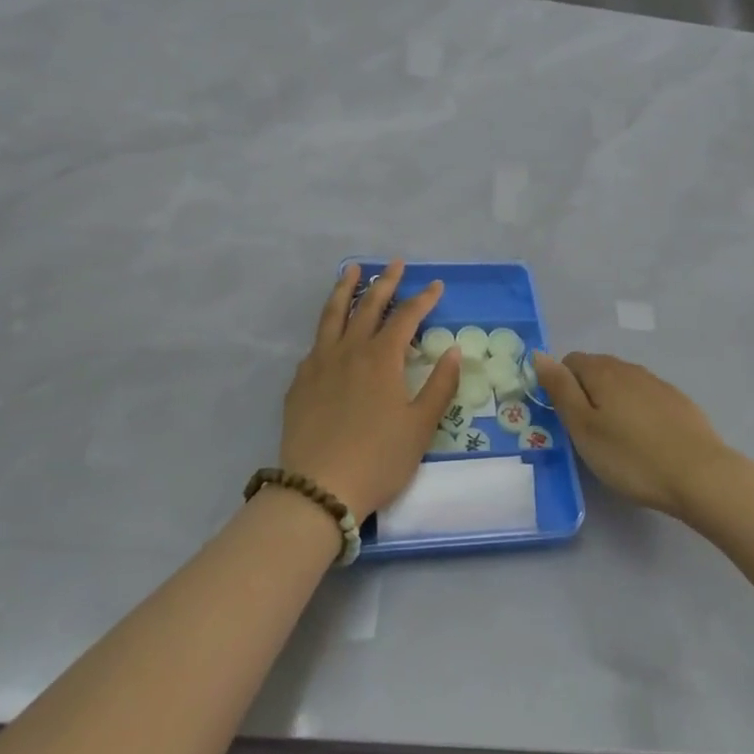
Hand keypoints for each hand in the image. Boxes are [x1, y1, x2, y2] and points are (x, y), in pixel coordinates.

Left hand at [281, 261, 461, 520]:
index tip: (436, 284)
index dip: (423, 299)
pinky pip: (316, 343)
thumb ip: (439, 385)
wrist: (318, 490)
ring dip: (344, 289)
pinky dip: (327, 327)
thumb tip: (453, 350)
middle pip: (368, 306)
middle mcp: (349, 351)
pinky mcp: (300, 382)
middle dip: (385, 282)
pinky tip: (330, 331)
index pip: (406, 317)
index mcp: (381, 358)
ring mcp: (319, 364)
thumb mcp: (420, 426)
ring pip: (332, 315)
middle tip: (396, 263)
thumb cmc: (378, 459)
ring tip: (351, 269)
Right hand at [533, 352, 734, 518]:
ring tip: (615, 440)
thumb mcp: (583, 428)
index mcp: (603, 371)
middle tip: (587, 434)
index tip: (565, 419)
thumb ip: (560, 389)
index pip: (570, 361)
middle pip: (597, 370)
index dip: (561, 386)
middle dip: (587, 394)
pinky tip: (644, 441)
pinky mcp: (678, 402)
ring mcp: (658, 384)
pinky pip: (646, 398)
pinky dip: (638, 412)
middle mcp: (630, 368)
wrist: (700, 475)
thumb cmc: (631, 456)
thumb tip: (539, 354)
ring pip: (623, 384)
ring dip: (612, 403)